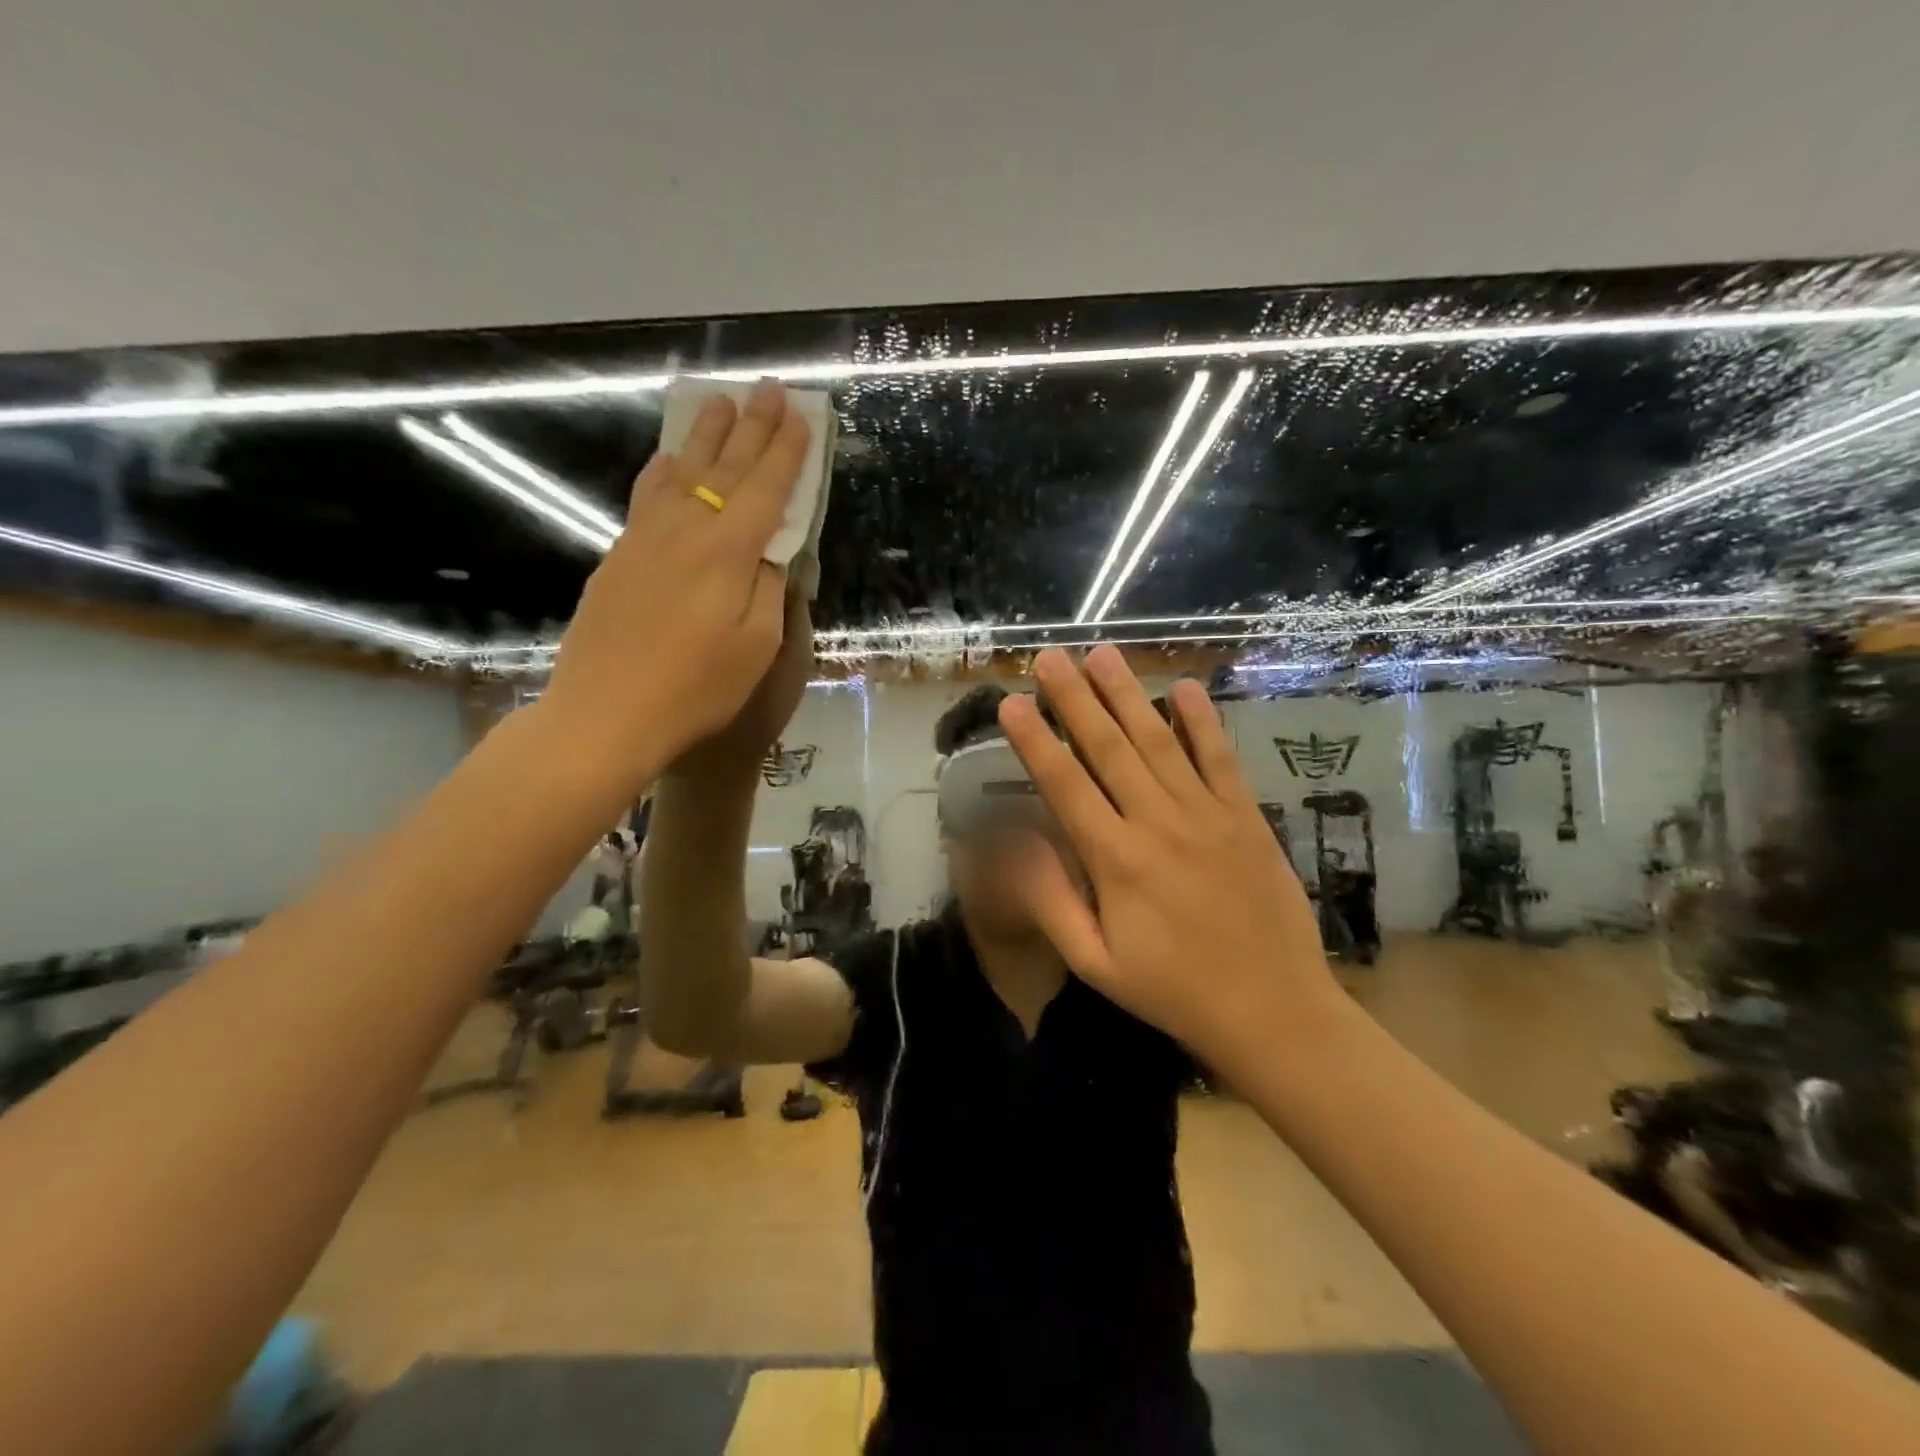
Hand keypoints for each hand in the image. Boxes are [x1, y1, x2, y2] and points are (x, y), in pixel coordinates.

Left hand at [541, 381, 809, 788]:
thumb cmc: (695, 689)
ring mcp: (645, 539)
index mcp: (728, 553)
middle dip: (752, 426)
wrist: (605, 713)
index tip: (802, 415)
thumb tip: (773, 552)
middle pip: (725, 467)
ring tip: (719, 402)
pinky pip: (648, 494)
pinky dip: (664, 467)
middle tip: (768, 388)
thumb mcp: (756, 647)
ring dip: (705, 435)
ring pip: (681, 471)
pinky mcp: (619, 554)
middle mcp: (686, 530)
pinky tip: (667, 458)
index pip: (765, 488)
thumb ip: (769, 590)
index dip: (786, 451)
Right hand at [997, 646, 1342, 1071]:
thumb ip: (1051, 899)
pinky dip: (1202, 721)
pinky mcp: (1246, 817)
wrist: (1273, 1011)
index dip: (1035, 741)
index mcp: (1115, 860)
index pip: (1064, 785)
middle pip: (1108, 748)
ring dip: (1127, 695)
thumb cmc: (1172, 991)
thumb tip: (1015, 842)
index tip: (1012, 702)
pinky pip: (1220, 758)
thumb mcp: (1094, 962)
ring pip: (1159, 741)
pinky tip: (1184, 687)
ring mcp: (1207, 815)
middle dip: (1075, 699)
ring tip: (1102, 654)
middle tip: (1050, 657)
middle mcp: (1158, 823)